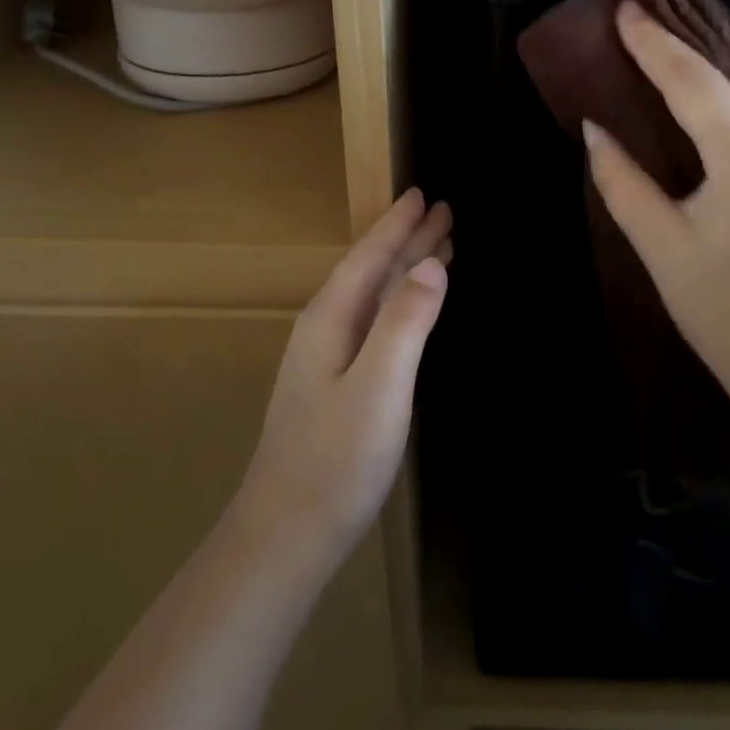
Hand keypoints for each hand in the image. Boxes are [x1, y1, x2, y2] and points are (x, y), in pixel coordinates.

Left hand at [233, 188, 451, 567]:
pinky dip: (399, 303)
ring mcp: (327, 359)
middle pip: (371, 271)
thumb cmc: (335, 460)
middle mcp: (325, 329)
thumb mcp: (379, 387)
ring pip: (373, 297)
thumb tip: (432, 263)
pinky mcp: (335, 386)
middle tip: (442, 212)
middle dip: (407, 241)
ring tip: (437, 248)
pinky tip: (408, 310)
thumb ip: (405, 322)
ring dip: (404, 270)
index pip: (370, 257)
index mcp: (331, 319)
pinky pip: (374, 323)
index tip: (424, 195)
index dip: (398, 226)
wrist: (286, 534)